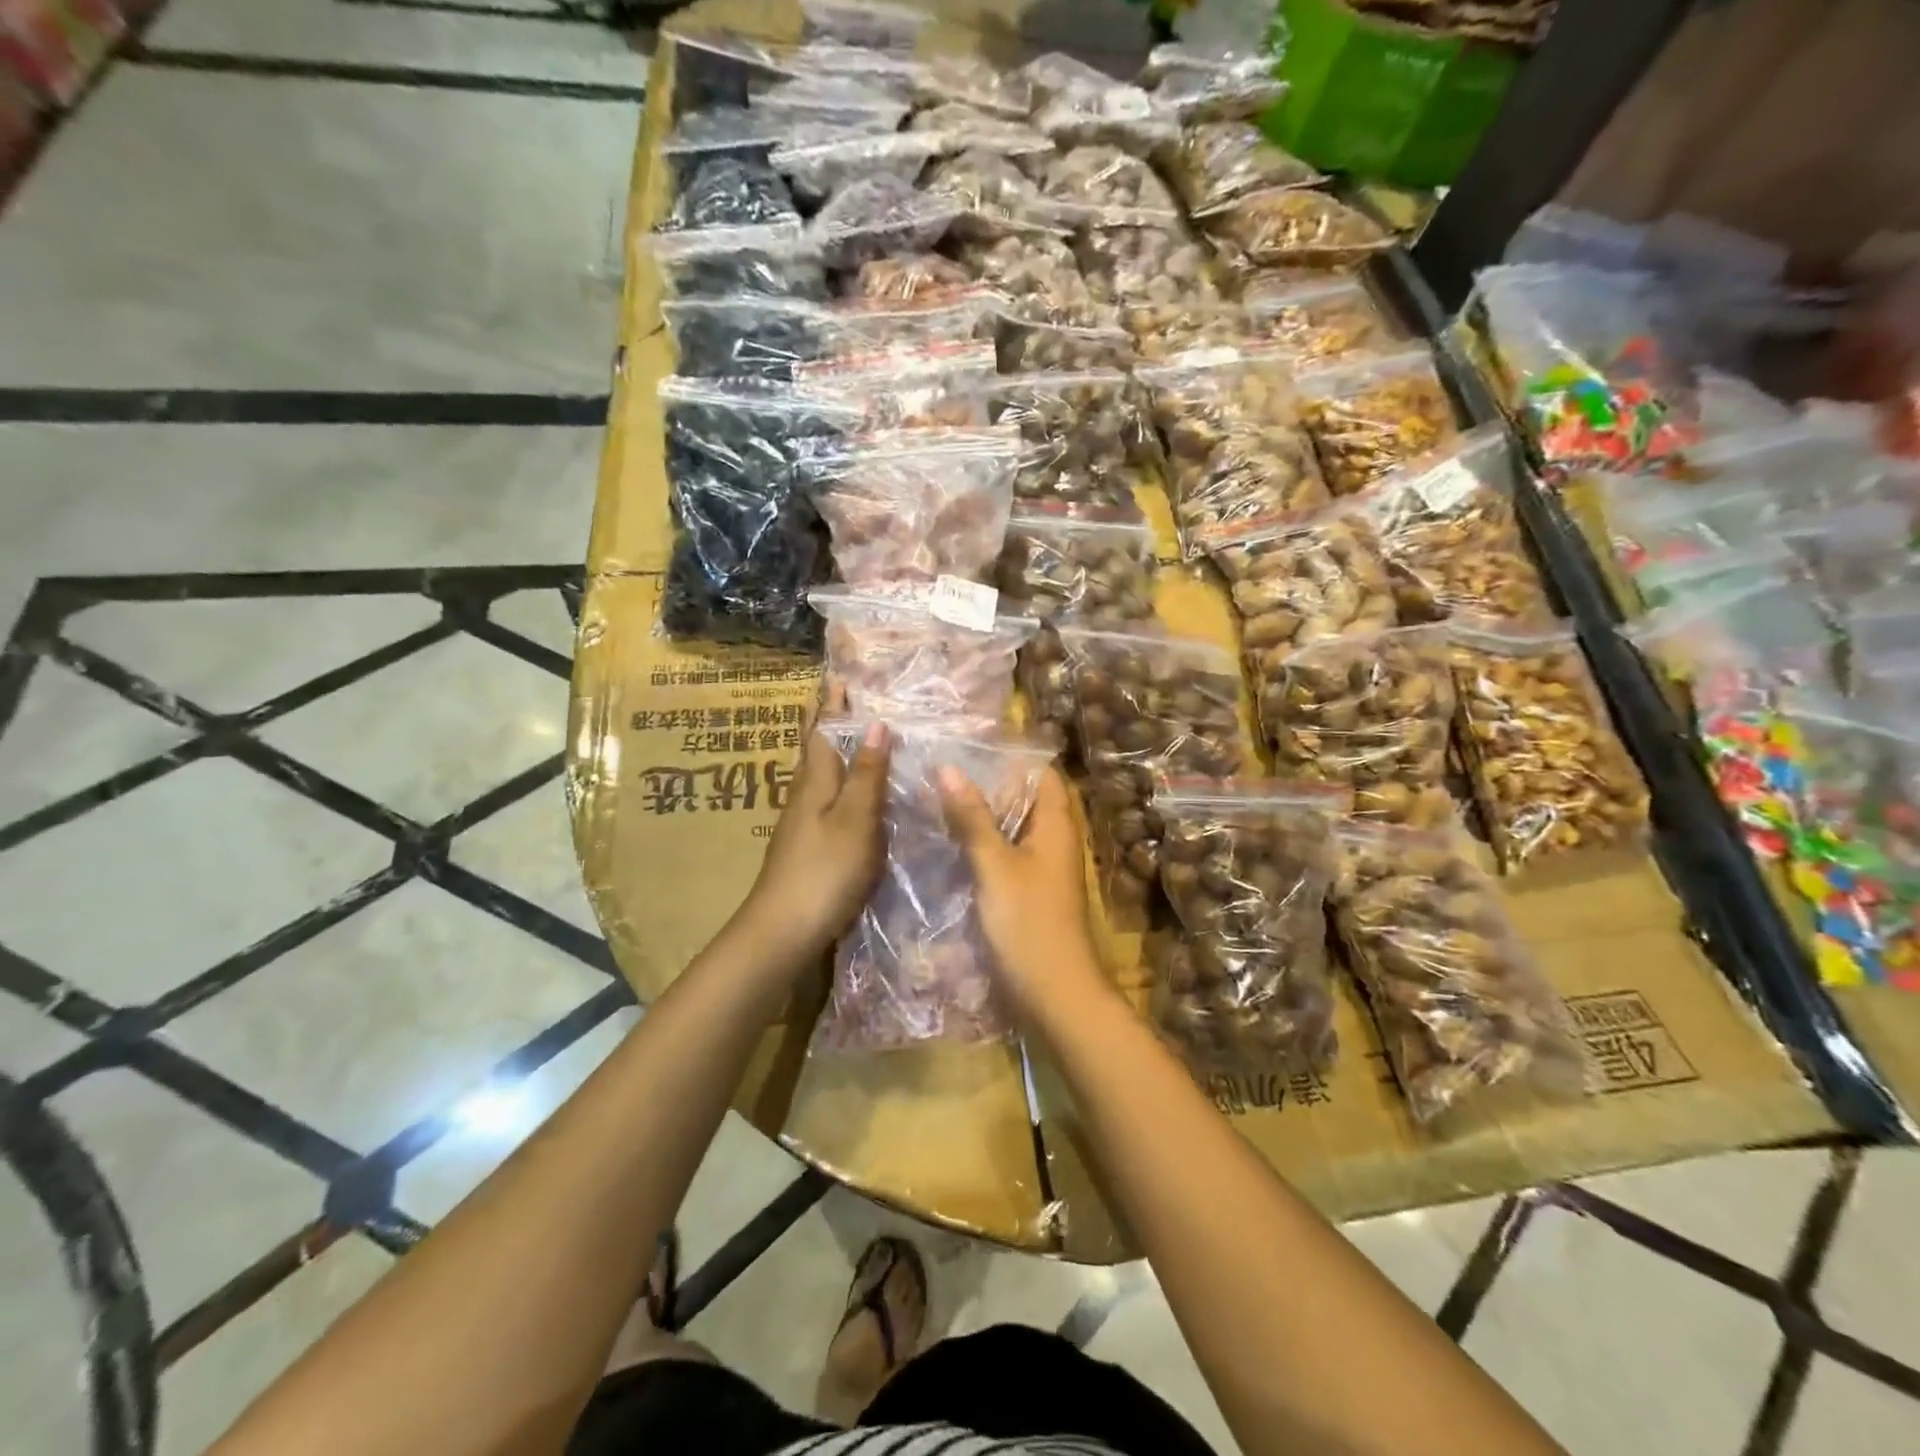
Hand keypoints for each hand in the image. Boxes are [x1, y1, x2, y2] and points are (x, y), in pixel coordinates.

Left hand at [741, 720, 890, 965]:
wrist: (783, 931)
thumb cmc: (824, 871)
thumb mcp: (854, 820)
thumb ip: (866, 774)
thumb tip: (875, 723)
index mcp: (814, 782)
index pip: (821, 730)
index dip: (830, 704)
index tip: (837, 674)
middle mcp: (804, 795)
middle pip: (814, 749)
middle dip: (826, 721)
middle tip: (843, 696)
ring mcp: (802, 822)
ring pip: (818, 774)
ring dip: (832, 749)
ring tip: (853, 734)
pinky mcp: (807, 845)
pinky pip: (824, 798)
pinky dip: (838, 781)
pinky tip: (850, 791)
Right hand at [937, 766, 1110, 1023]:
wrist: (1055, 995)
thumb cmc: (1029, 923)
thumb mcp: (995, 866)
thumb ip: (972, 818)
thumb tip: (948, 768)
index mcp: (1056, 825)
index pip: (1042, 774)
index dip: (1012, 758)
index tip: (970, 748)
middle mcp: (1054, 841)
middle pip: (1024, 800)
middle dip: (988, 786)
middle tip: (942, 772)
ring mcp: (1043, 869)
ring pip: (1012, 830)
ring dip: (981, 818)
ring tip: (937, 801)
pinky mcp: (1030, 894)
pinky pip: (1006, 857)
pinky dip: (983, 847)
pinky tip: (950, 846)